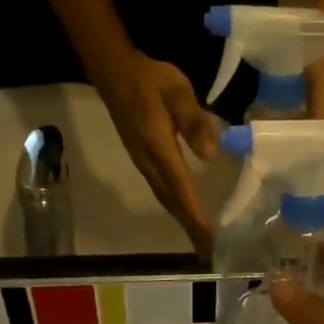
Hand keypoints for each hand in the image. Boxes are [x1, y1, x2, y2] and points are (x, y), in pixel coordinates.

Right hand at [93, 50, 220, 255]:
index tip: (210, 240)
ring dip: (183, 221)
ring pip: (166, 200)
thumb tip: (211, 153)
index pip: (182, 190)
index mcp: (159, 149)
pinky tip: (186, 211)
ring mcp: (144, 163)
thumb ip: (194, 120)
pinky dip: (177, 207)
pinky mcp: (143, 160)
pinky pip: (162, 191)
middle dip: (191, 229)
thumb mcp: (177, 90)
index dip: (196, 217)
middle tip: (210, 252)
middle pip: (173, 203)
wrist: (113, 71)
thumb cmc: (148, 79)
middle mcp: (150, 163)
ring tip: (201, 240)